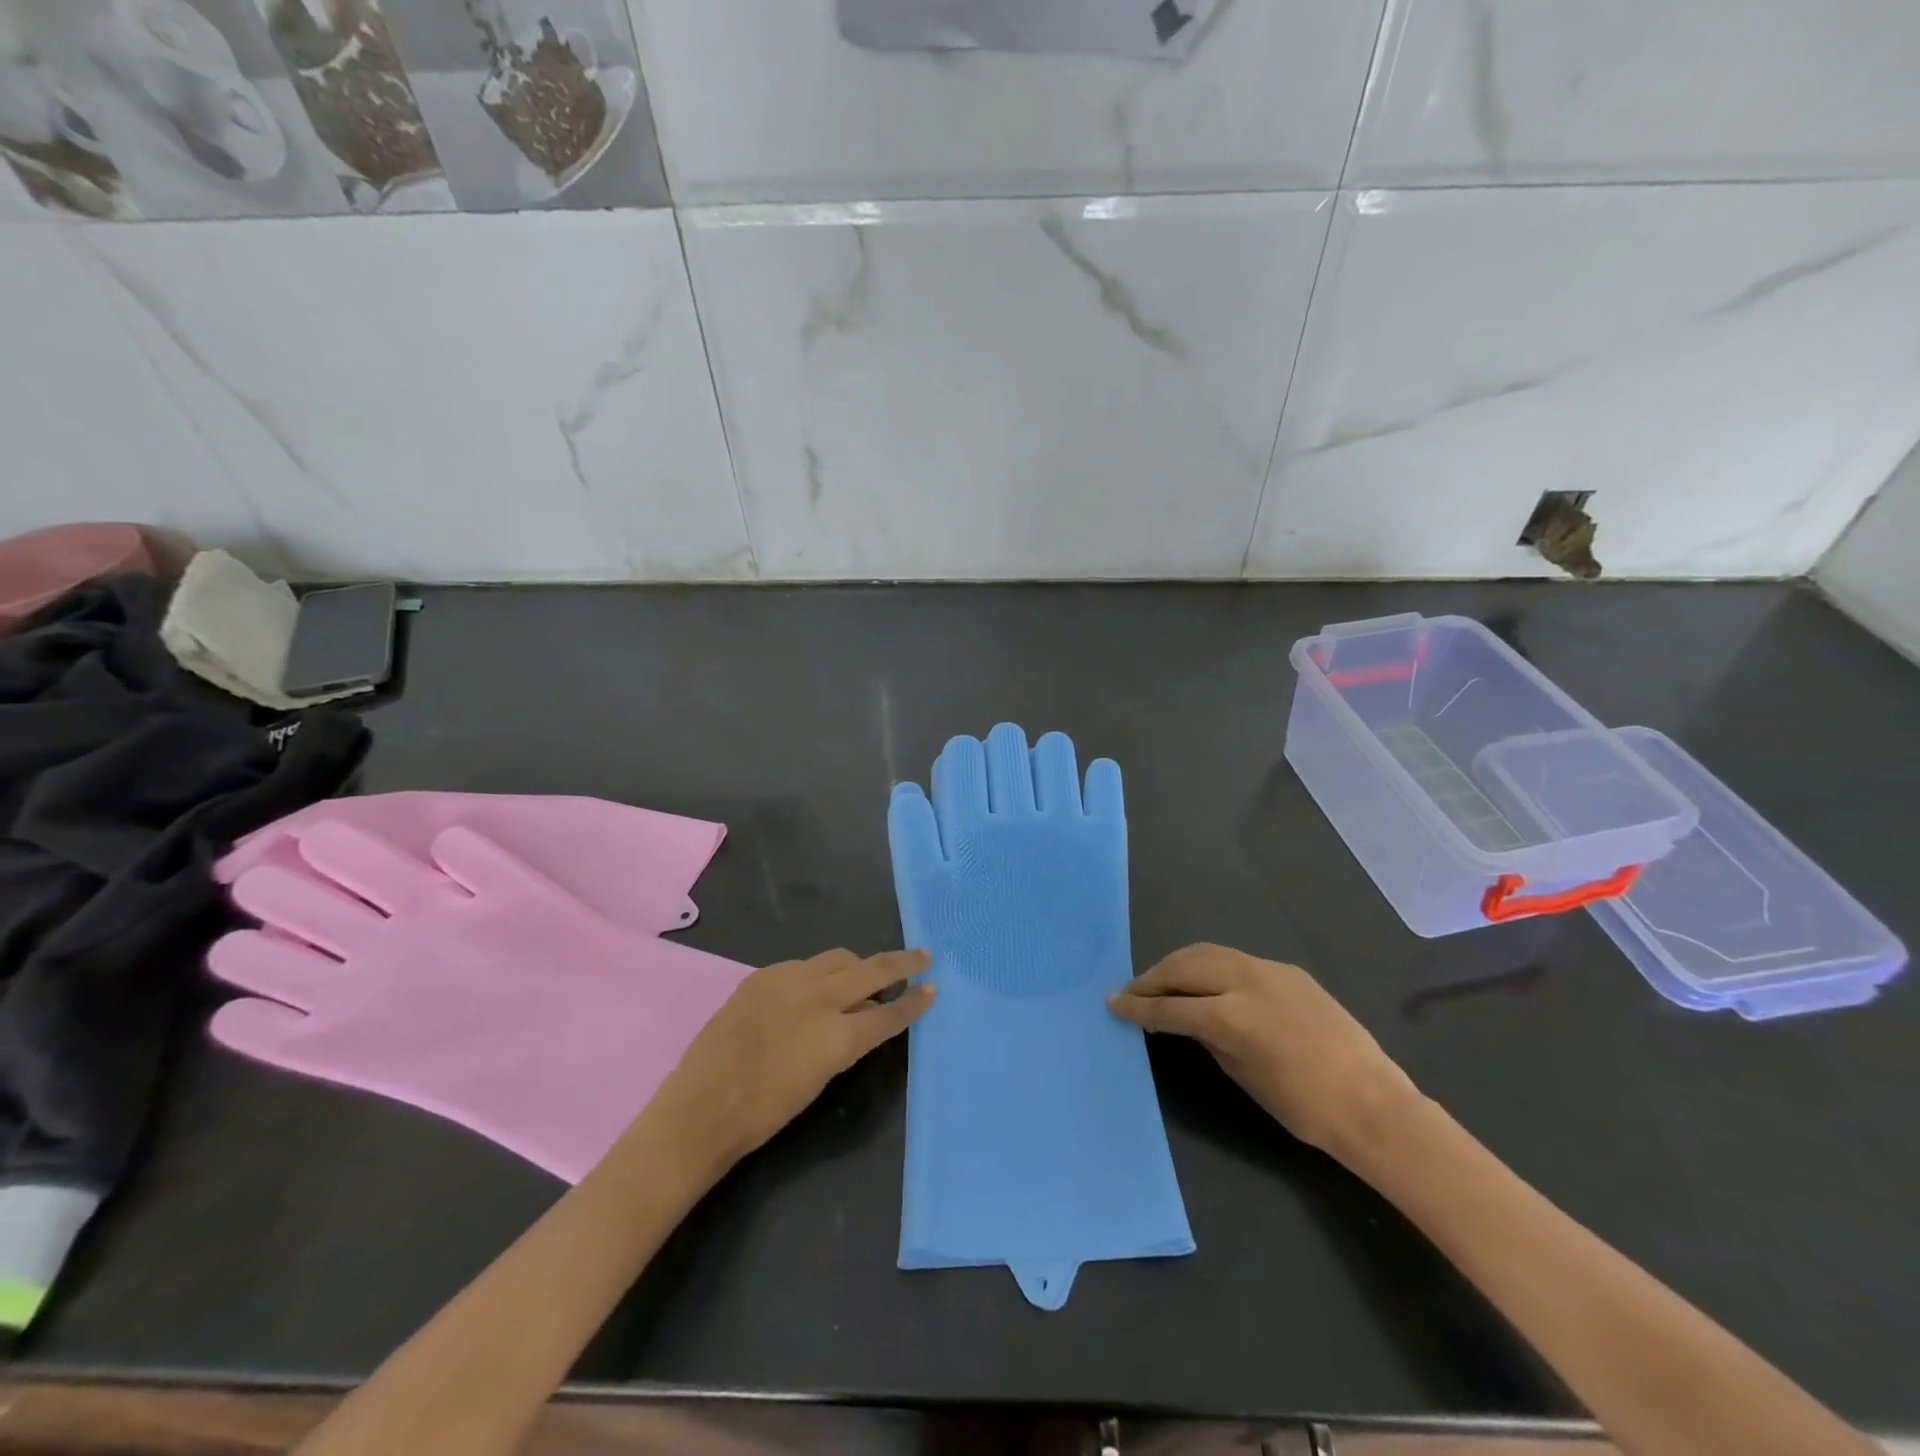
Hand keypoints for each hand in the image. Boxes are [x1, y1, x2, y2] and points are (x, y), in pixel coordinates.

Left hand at [653, 948, 934, 1166]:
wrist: (702, 1107)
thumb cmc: (764, 1112)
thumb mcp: (820, 1078)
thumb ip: (845, 1042)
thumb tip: (860, 1018)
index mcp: (837, 1036)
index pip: (888, 1011)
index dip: (914, 1002)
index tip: (932, 988)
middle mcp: (819, 998)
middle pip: (872, 969)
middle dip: (902, 963)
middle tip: (922, 956)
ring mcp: (789, 980)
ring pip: (838, 958)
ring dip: (858, 965)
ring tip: (865, 975)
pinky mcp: (763, 975)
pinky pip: (804, 964)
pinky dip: (819, 973)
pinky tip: (814, 989)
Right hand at [1108, 944, 1420, 1164]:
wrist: (1371, 1103)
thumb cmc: (1303, 1107)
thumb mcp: (1241, 1075)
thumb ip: (1208, 1039)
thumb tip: (1186, 1020)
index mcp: (1229, 1016)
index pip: (1170, 1006)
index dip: (1138, 1007)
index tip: (1114, 1004)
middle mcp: (1244, 981)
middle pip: (1183, 967)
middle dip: (1152, 978)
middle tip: (1132, 991)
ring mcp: (1267, 969)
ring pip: (1207, 952)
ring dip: (1179, 964)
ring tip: (1161, 980)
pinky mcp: (1286, 969)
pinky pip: (1235, 958)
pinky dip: (1209, 965)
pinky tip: (1205, 980)